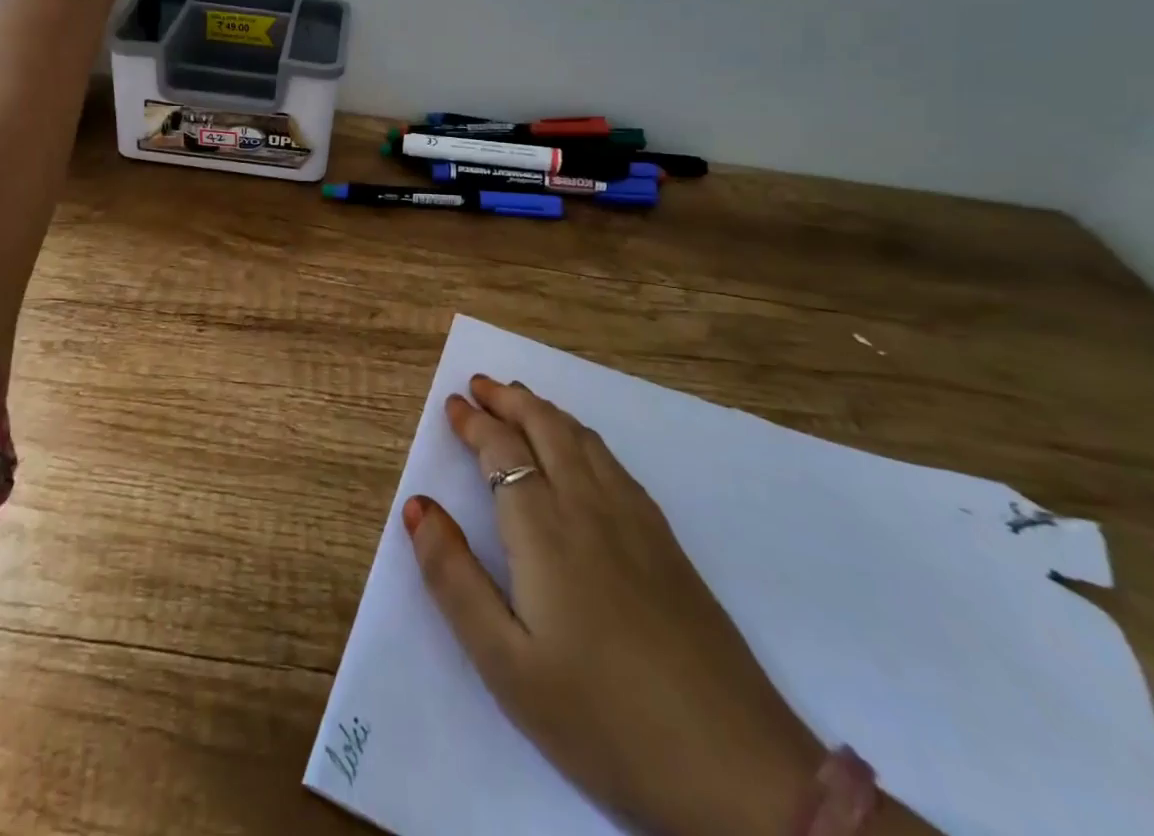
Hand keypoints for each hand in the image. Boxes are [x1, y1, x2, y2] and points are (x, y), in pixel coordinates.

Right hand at [403, 376, 824, 835]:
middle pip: (545, 427)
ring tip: (521, 401)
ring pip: (582, 439)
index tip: (452, 403)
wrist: (736, 770)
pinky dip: (581, 435)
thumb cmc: (602, 719)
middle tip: (480, 383)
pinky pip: (613, 462)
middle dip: (509, 399)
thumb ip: (454, 578)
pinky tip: (581, 451)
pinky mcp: (667, 542)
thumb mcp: (506, 664)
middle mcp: (588, 506)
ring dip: (545, 410)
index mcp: (544, 530)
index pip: (502, 451)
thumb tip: (417, 506)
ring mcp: (635, 521)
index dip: (474, 423)